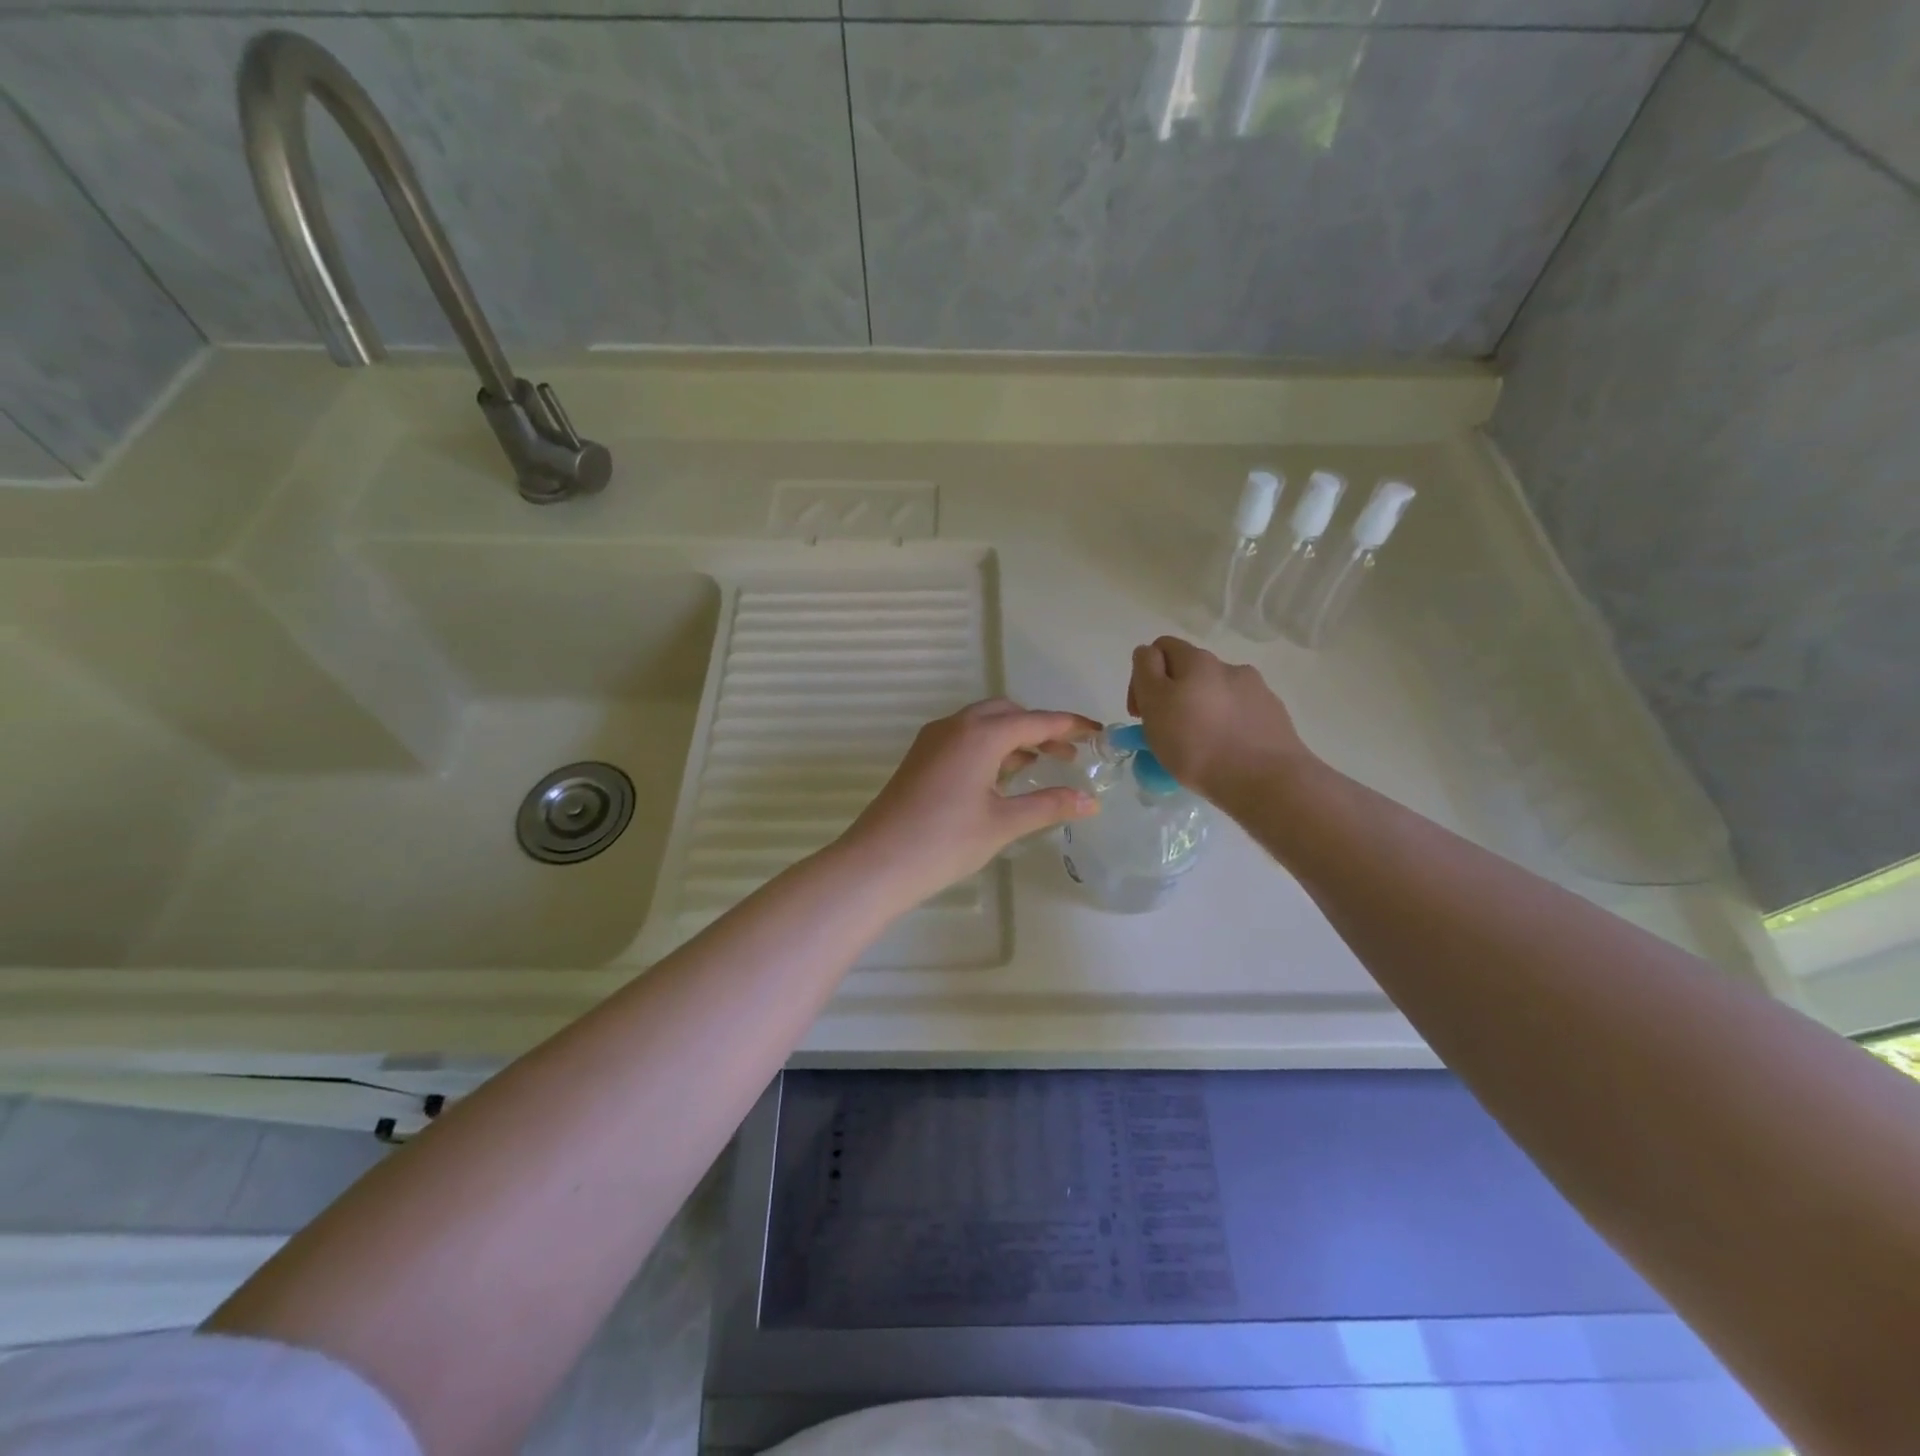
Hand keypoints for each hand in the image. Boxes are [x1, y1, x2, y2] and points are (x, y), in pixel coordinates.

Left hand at [837, 699, 1101, 907]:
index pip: (1036, 720)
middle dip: (1040, 728)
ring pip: (983, 724)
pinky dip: (990, 748)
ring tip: (1042, 765)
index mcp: (980, 734)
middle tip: (1068, 755)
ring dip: (1014, 738)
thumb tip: (1090, 801)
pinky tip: (1002, 777)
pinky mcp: (921, 757)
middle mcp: (955, 726)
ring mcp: (933, 740)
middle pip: (1007, 713)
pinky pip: (964, 738)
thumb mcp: (1003, 823)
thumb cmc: (946, 841)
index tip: (1098, 732)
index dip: (1070, 725)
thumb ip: (1048, 805)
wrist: (878, 862)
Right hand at [1127, 636, 1313, 799]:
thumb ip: (1146, 673)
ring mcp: (1256, 690)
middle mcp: (1228, 667)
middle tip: (1166, 731)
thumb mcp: (1155, 704)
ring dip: (1202, 709)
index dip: (1142, 676)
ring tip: (1200, 745)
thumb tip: (1149, 656)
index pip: (1159, 648)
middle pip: (1190, 671)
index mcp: (1196, 660)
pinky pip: (1241, 713)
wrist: (1266, 780)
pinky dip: (1228, 725)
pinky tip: (1227, 751)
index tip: (1141, 712)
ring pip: (1216, 693)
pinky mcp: (1274, 715)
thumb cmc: (1197, 744)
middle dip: (1173, 694)